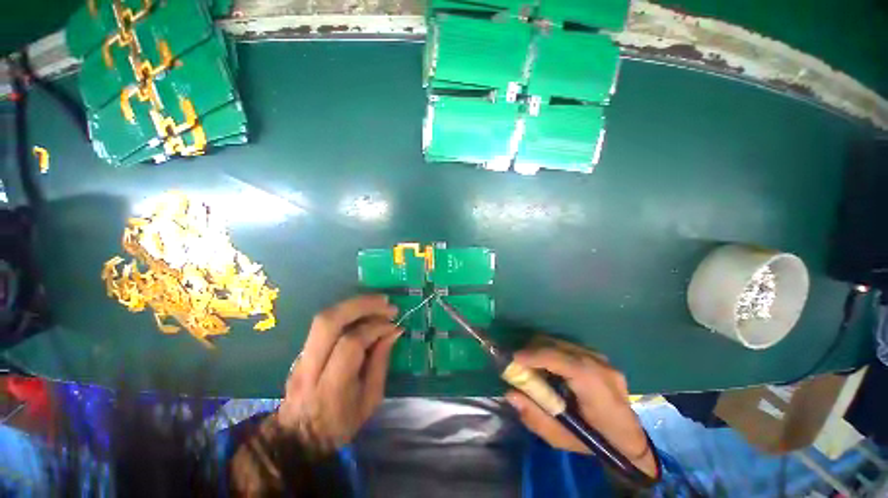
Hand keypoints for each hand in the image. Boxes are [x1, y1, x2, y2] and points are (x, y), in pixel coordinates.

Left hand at [277, 294, 399, 452]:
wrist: (298, 439)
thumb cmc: (341, 423)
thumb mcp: (370, 399)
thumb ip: (381, 362)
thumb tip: (394, 331)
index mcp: (331, 387)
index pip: (350, 344)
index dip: (375, 328)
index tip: (394, 325)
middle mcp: (310, 367)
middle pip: (329, 321)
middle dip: (361, 305)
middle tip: (386, 302)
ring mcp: (301, 357)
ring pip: (324, 317)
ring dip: (354, 304)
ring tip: (379, 302)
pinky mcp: (301, 350)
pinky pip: (324, 323)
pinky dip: (347, 312)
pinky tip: (364, 311)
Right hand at [505, 345, 657, 477]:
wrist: (629, 438)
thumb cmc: (596, 442)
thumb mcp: (563, 439)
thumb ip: (535, 417)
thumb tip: (510, 393)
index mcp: (596, 388)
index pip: (563, 361)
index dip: (536, 356)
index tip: (513, 359)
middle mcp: (600, 365)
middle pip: (558, 345)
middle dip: (533, 350)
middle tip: (518, 364)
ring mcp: (601, 357)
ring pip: (561, 342)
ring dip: (541, 349)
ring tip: (531, 366)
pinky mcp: (598, 355)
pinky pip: (567, 345)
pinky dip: (551, 351)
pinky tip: (548, 366)